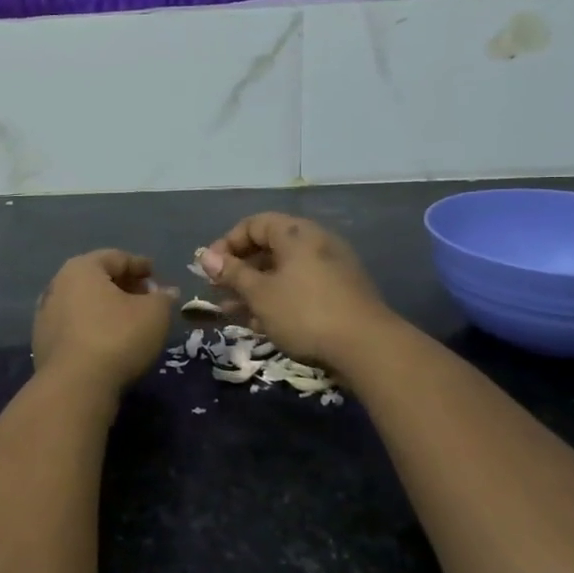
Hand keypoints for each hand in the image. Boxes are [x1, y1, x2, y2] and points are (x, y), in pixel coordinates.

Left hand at [32, 250, 174, 392]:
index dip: (139, 265)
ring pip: (83, 302)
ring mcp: (46, 313)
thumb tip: (166, 292)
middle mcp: (58, 284)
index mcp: (82, 268)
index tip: (155, 274)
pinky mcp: (42, 341)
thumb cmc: (117, 338)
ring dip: (106, 307)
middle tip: (146, 297)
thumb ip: (163, 298)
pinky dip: (92, 325)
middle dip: (123, 285)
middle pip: (97, 278)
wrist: (74, 386)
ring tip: (129, 320)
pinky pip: (74, 324)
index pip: (116, 258)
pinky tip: (107, 339)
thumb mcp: (154, 314)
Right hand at [199, 214, 398, 370]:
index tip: (209, 268)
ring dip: (254, 289)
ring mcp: (331, 270)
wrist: (368, 348)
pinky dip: (277, 300)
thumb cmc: (305, 312)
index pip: (253, 224)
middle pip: (268, 248)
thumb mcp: (260, 293)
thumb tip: (205, 257)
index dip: (227, 243)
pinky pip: (299, 289)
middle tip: (217, 291)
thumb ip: (231, 273)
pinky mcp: (340, 295)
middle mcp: (315, 243)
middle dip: (238, 270)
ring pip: (282, 273)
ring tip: (230, 312)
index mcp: (296, 233)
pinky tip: (259, 323)